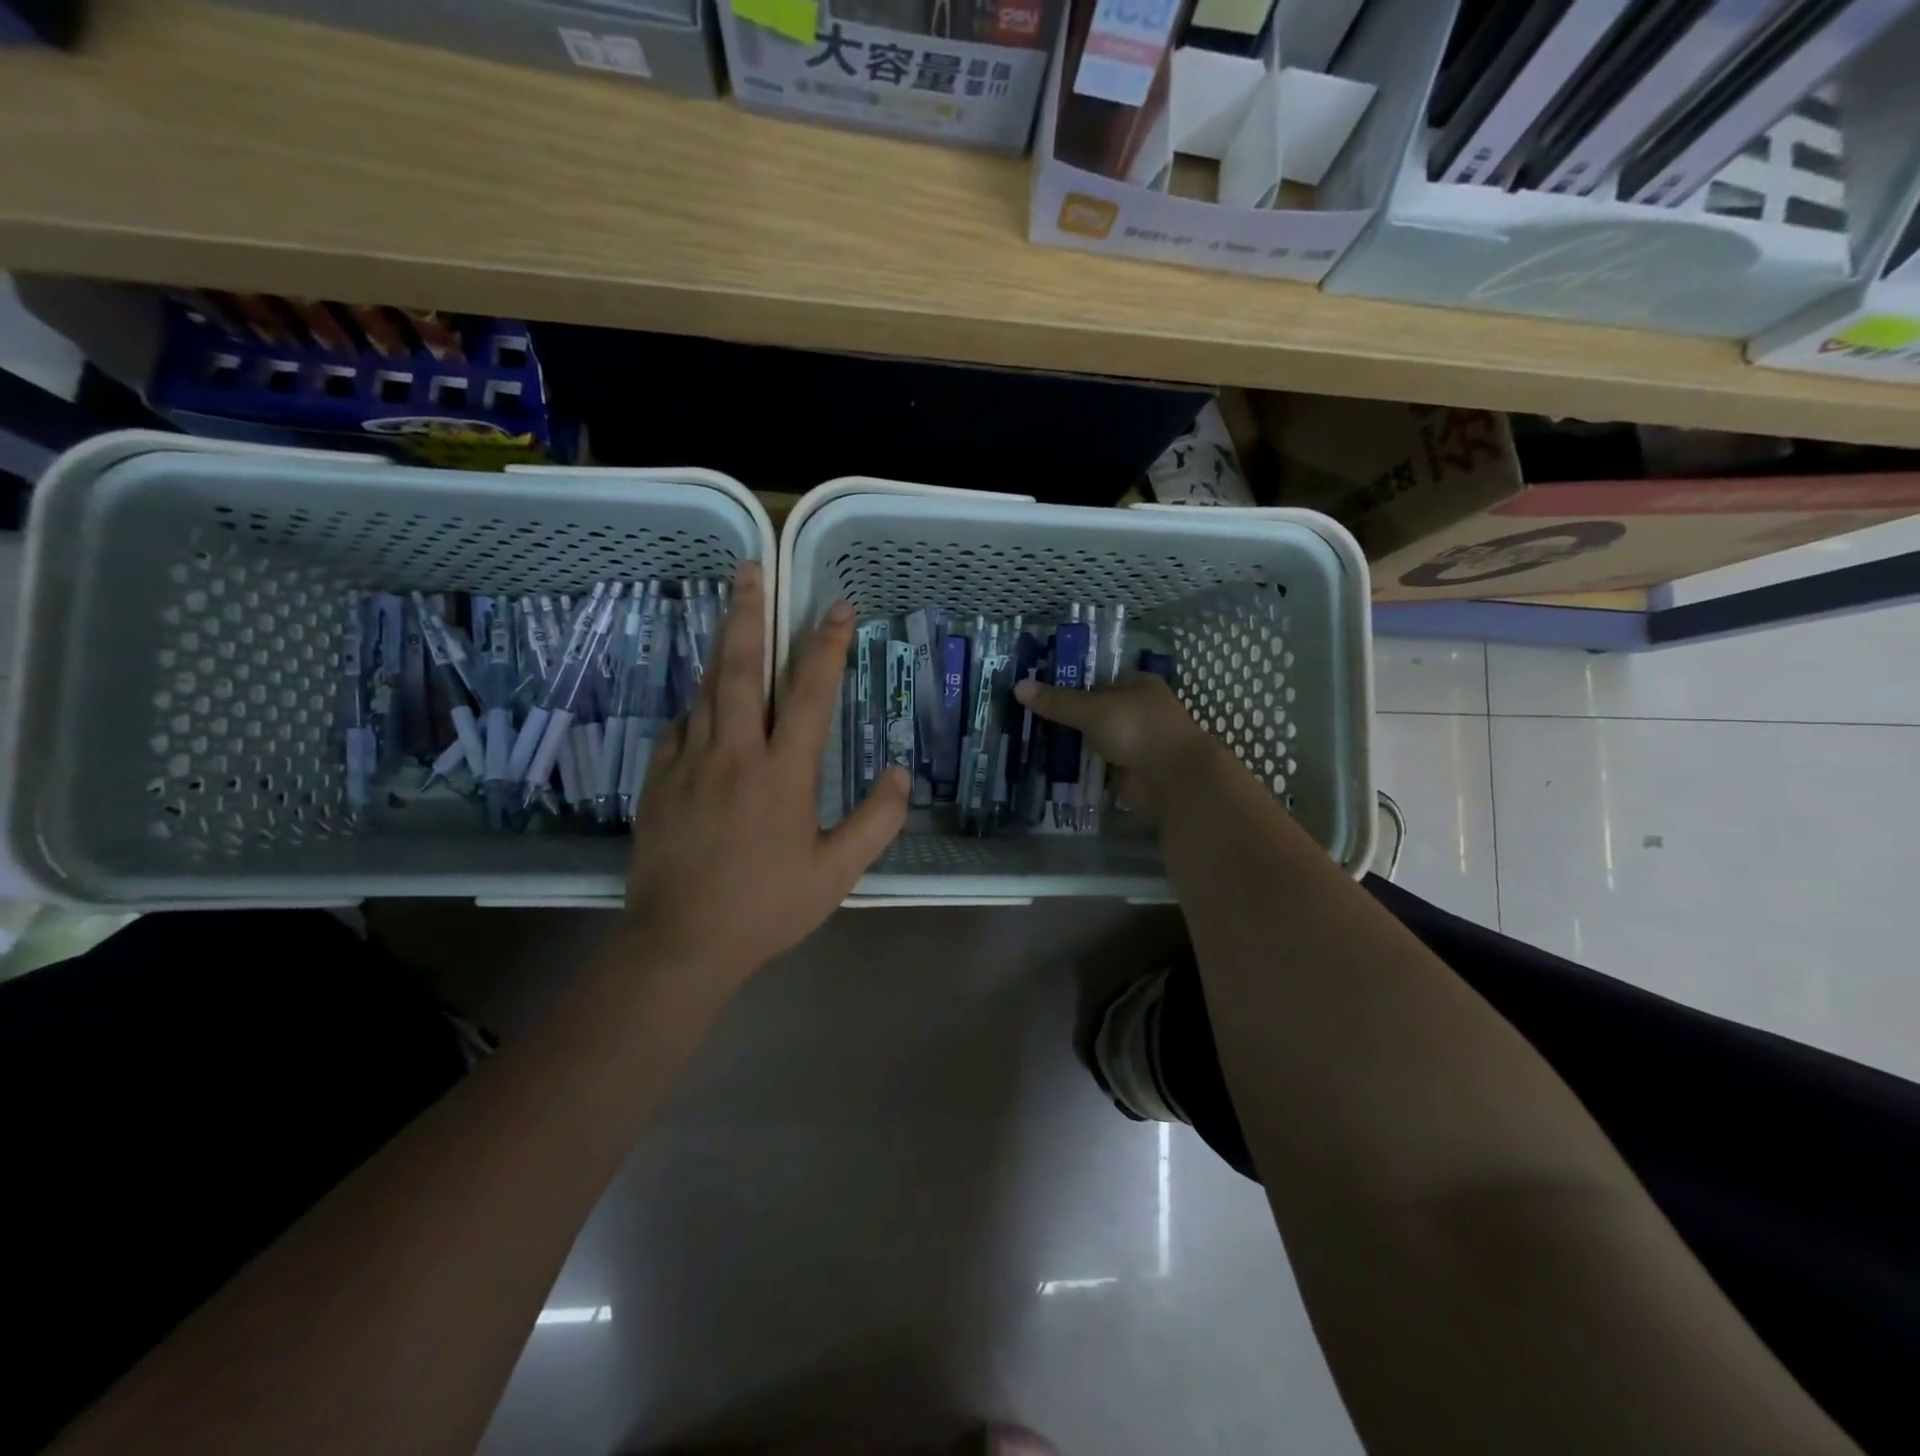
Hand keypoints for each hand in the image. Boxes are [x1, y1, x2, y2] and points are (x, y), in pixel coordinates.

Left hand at [623, 564, 908, 980]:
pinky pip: (681, 725)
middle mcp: (733, 754)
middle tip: (751, 569)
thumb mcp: (836, 874)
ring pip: (706, 689)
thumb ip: (875, 821)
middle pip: (740, 669)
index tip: (837, 608)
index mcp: (782, 774)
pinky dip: (698, 703)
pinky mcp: (659, 779)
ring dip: (722, 646)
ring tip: (731, 610)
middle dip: (749, 614)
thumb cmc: (766, 908)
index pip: (809, 693)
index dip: (826, 646)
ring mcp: (688, 762)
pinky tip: (705, 700)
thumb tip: (902, 774)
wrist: (679, 943)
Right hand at [1013, 671, 1221, 819]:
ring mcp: (1131, 742)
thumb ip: (1057, 701)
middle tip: (1023, 717)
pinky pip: (1093, 765)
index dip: (1068, 682)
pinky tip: (1046, 766)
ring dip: (1067, 743)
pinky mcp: (1125, 771)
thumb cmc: (1138, 729)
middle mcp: (1134, 711)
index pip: (1096, 678)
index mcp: (1136, 685)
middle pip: (1091, 710)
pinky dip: (1076, 767)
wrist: (1172, 778)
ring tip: (1027, 740)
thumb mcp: (1093, 709)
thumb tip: (1019, 686)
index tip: (1036, 689)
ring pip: (1091, 739)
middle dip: (1062, 716)